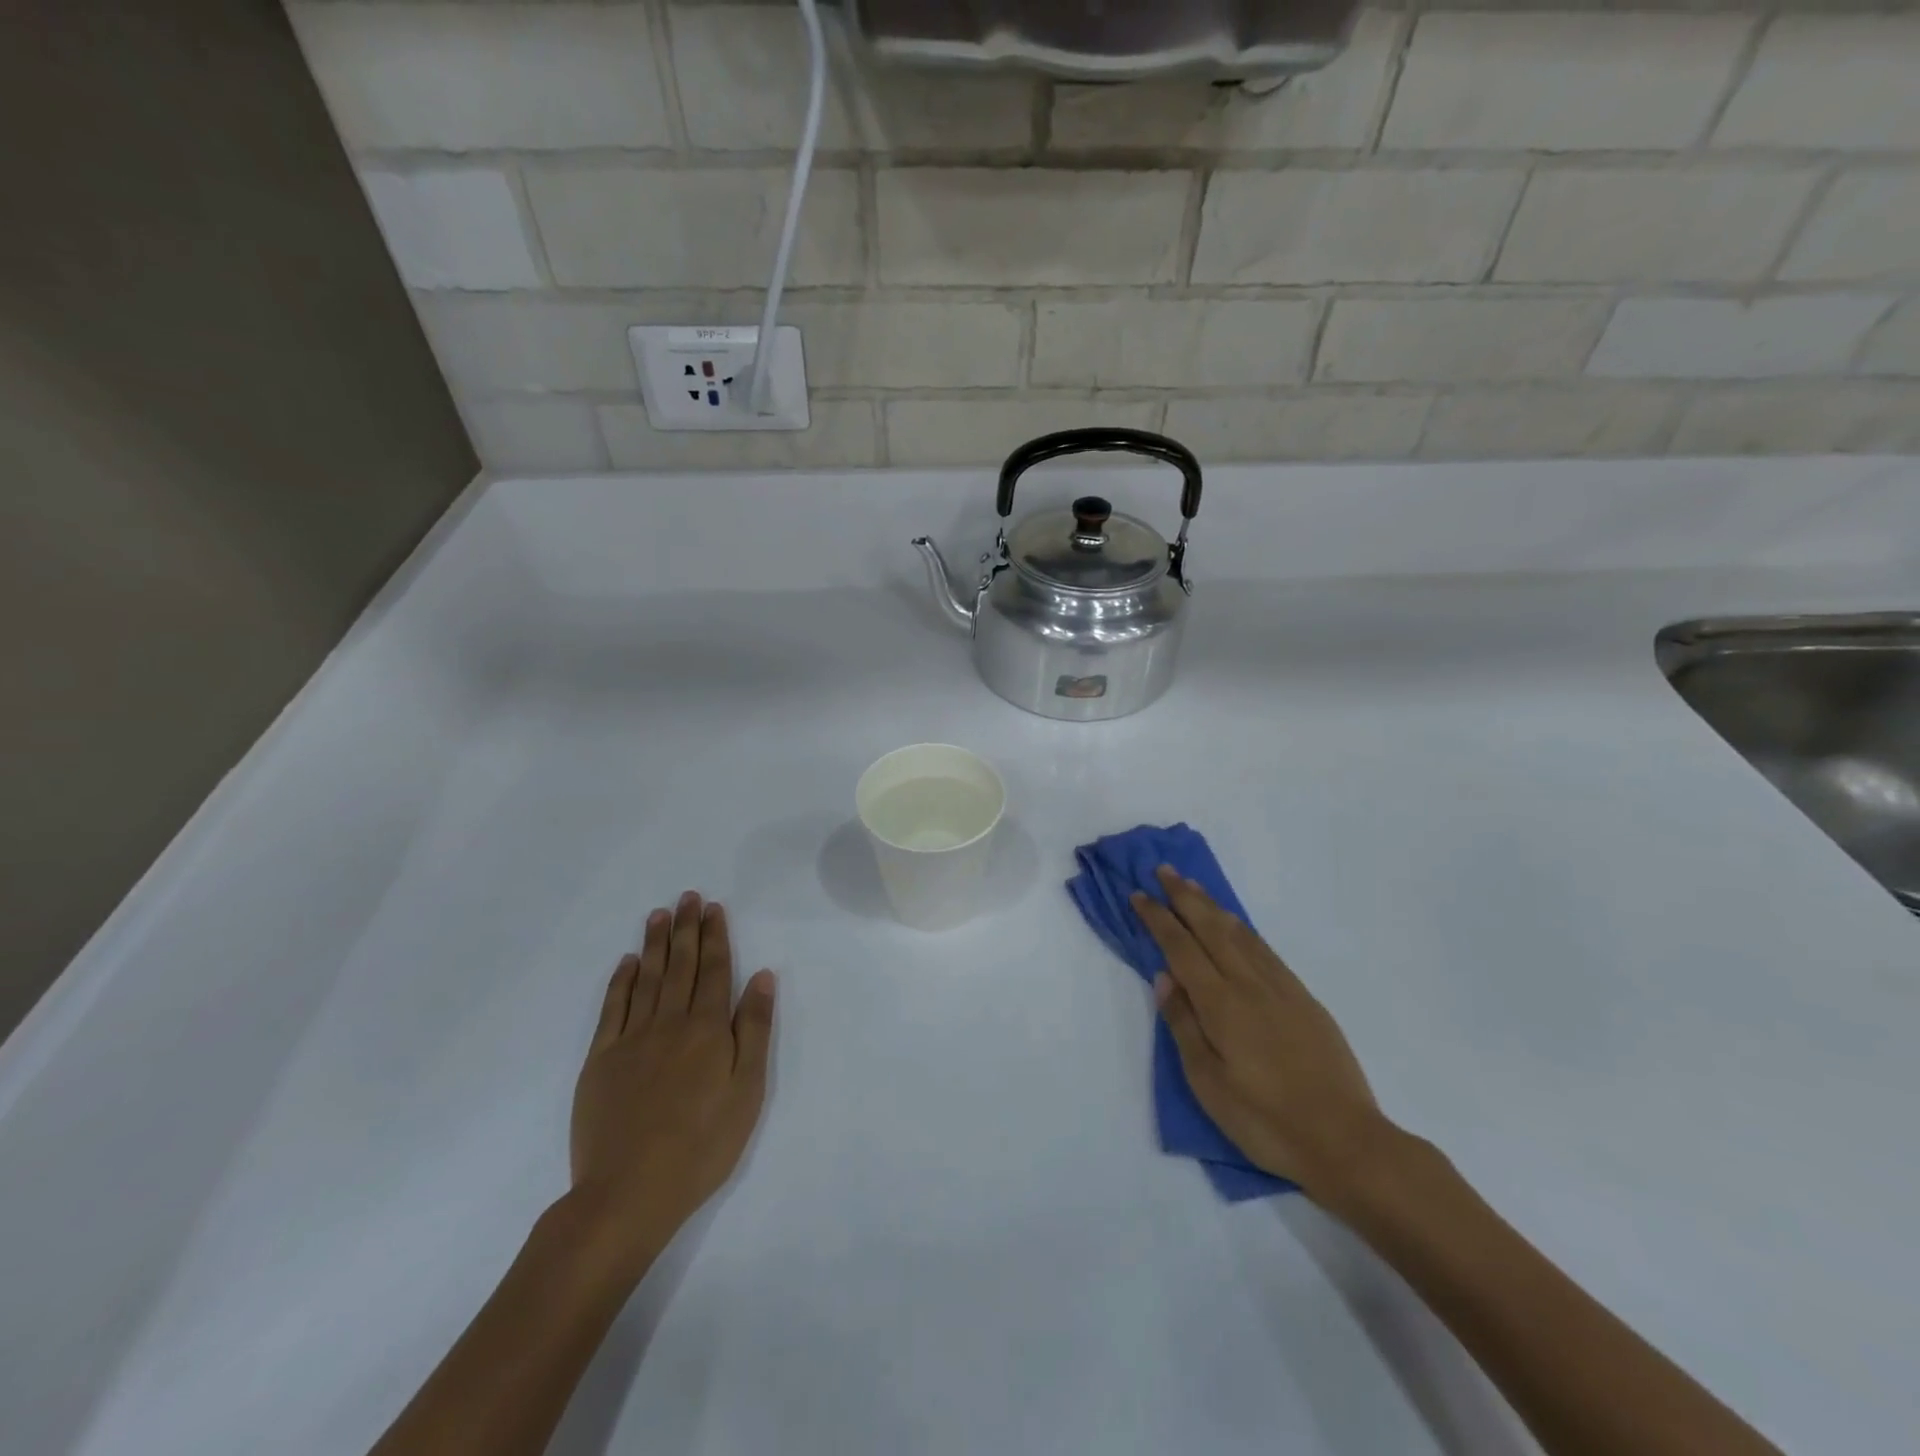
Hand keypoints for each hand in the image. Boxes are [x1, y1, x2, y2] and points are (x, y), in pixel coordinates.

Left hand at [566, 893, 775, 1283]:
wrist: (628, 1193)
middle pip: (680, 965)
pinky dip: (620, 981)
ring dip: (654, 944)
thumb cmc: (702, 1145)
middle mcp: (669, 1023)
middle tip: (688, 897)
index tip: (713, 908)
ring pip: (646, 979)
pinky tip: (627, 963)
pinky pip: (612, 1008)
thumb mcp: (747, 1090)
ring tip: (659, 914)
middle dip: (686, 929)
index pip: (714, 970)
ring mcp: (631, 1039)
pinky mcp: (601, 1060)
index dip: (715, 936)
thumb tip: (761, 976)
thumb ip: (753, 1029)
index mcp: (707, 1029)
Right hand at [1131, 867, 1391, 1197]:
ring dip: (1213, 906)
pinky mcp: (1304, 999)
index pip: (1181, 948)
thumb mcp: (1208, 1083)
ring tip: (1194, 886)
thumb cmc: (1265, 1120)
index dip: (1158, 919)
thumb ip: (1183, 1025)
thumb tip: (1164, 977)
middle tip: (1164, 870)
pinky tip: (1237, 926)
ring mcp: (1281, 988)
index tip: (1139, 895)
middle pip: (1212, 928)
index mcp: (1221, 1004)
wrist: (1346, 1141)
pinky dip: (1244, 929)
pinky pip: (1265, 949)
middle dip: (1185, 897)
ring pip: (1241, 933)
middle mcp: (1250, 984)